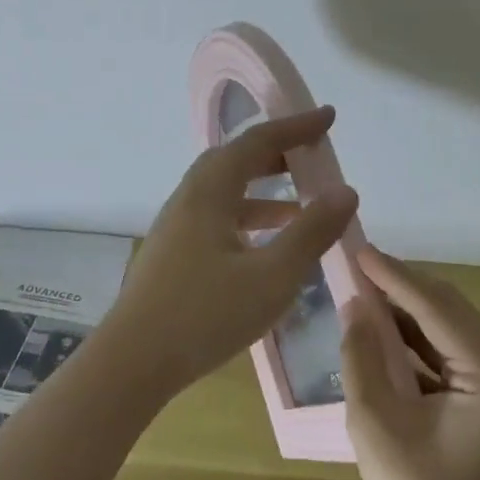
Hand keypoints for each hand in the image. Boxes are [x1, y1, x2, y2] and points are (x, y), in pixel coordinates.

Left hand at [99, 107, 359, 398]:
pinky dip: (248, 220)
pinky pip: (217, 219)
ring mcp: (176, 228)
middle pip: (235, 161)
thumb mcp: (272, 276)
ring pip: (225, 193)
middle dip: (276, 153)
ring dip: (264, 191)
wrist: (133, 362)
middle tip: (313, 156)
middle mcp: (188, 200)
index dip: (295, 127)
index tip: (329, 117)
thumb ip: (311, 232)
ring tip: (302, 206)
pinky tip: (267, 248)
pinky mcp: (172, 255)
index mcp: (209, 192)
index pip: (257, 142)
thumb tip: (346, 191)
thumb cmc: (205, 315)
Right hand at [341, 247, 479, 479]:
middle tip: (354, 266)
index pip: (437, 307)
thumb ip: (363, 360)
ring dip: (407, 310)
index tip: (357, 249)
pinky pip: (449, 352)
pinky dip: (415, 339)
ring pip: (449, 327)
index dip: (393, 276)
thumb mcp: (378, 428)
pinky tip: (382, 332)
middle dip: (401, 286)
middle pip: (449, 309)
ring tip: (362, 290)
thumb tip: (355, 306)